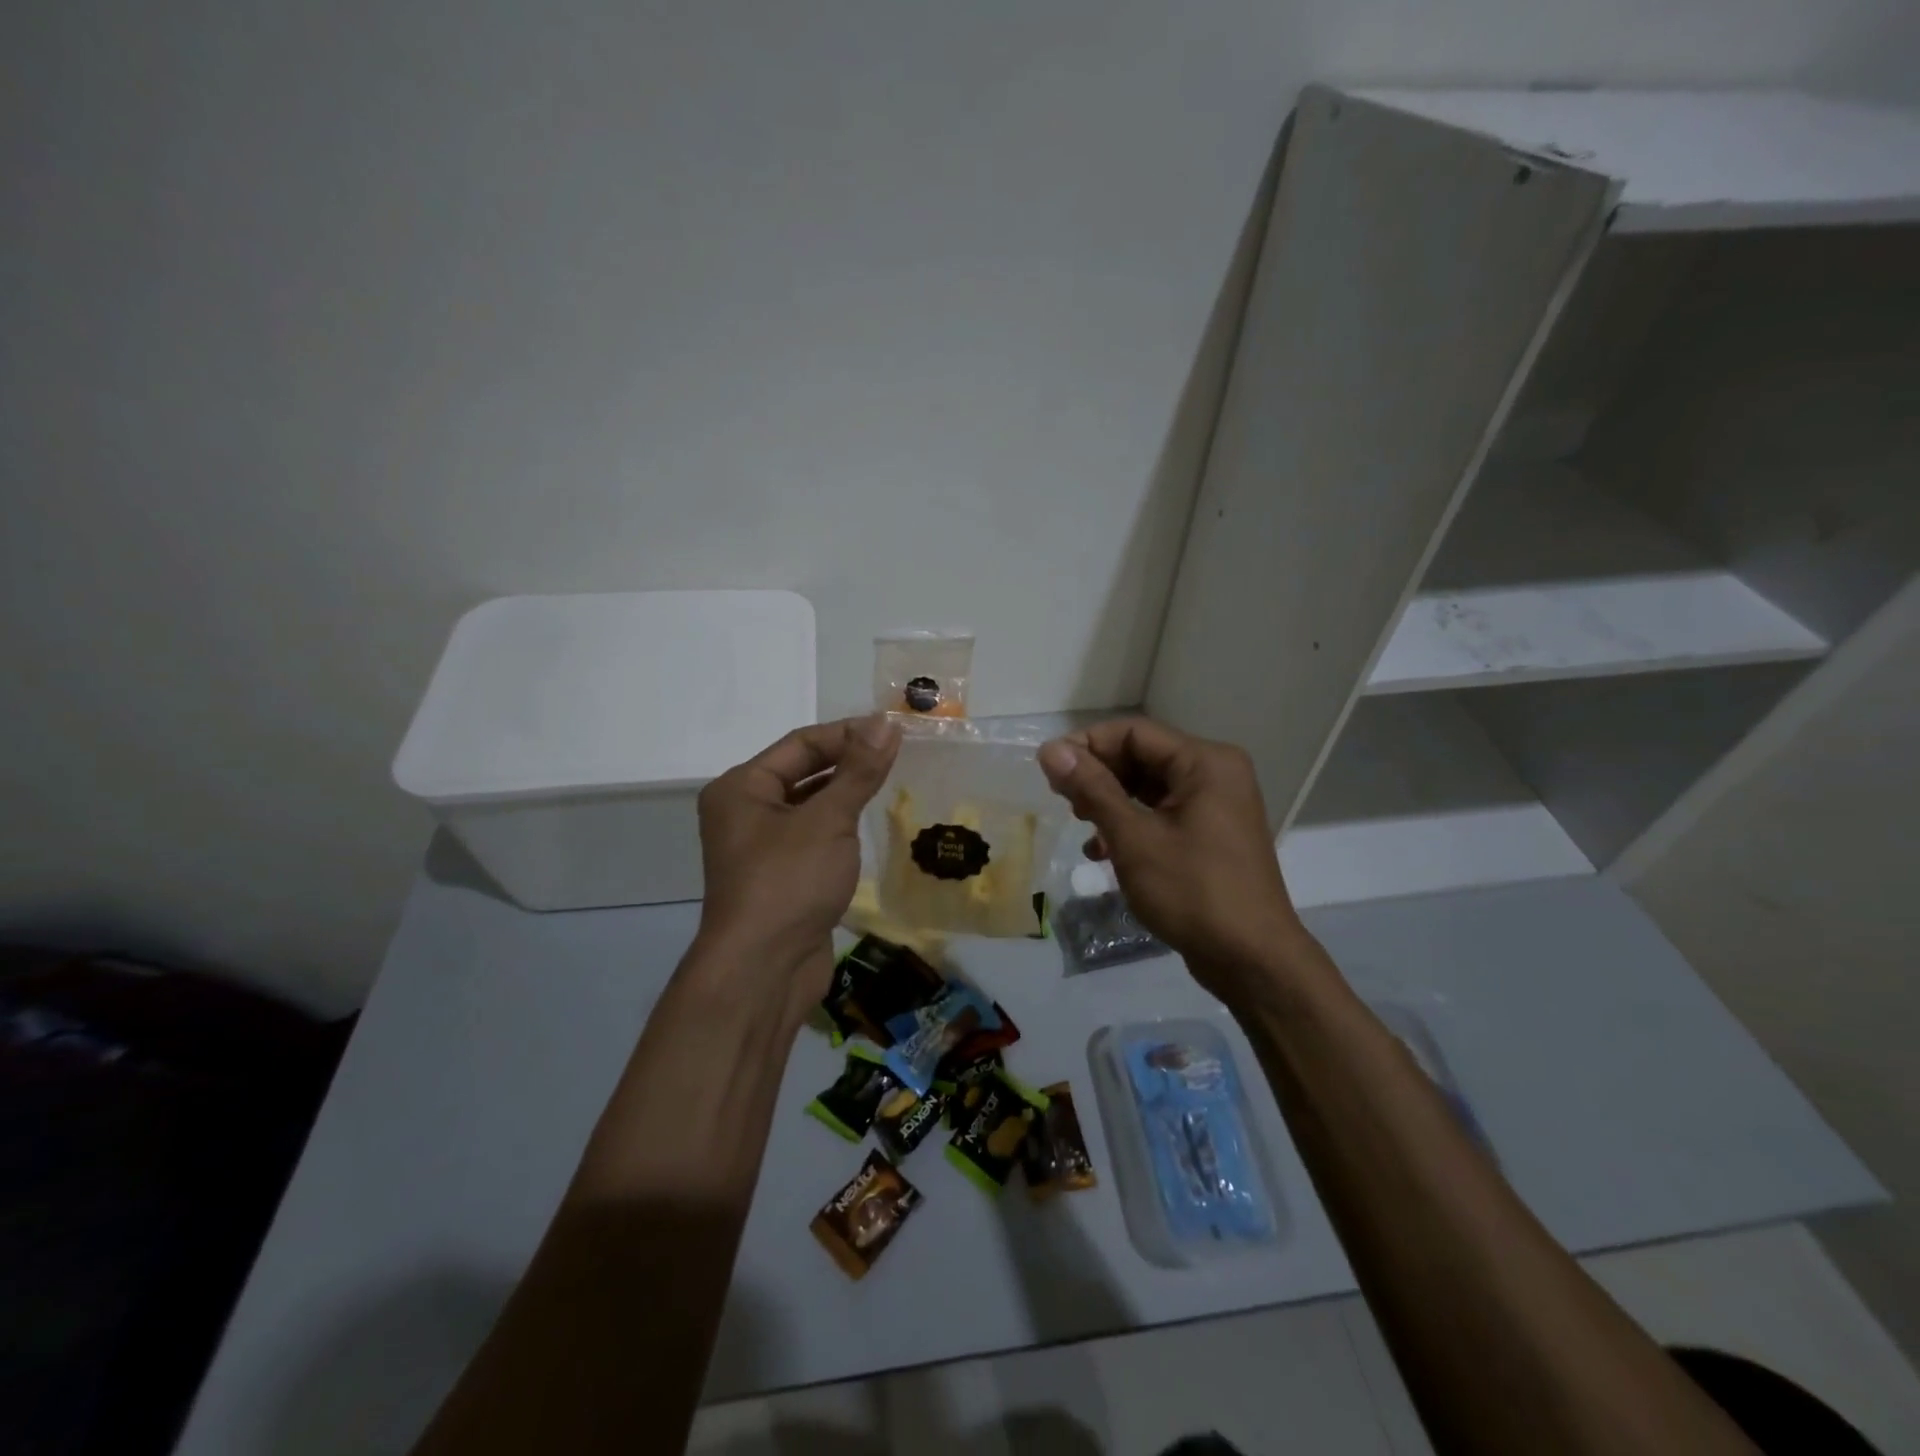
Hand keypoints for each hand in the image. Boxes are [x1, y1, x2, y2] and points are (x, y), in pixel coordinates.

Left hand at [692, 716, 899, 1020]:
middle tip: (899, 753)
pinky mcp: (781, 877)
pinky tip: (871, 824)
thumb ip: (859, 771)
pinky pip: (814, 837)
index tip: (894, 730)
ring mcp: (762, 847)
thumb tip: (886, 723)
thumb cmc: (789, 882)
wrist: (764, 971)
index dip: (848, 734)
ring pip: (810, 806)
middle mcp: (745, 812)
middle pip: (803, 772)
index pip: (801, 744)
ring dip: (847, 794)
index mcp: (742, 788)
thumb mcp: (828, 820)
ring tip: (893, 782)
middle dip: (849, 762)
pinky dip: (841, 827)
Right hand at [1038, 717, 1309, 1001]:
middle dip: (1098, 775)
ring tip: (1080, 824)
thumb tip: (1050, 749)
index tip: (1049, 771)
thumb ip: (1092, 788)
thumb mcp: (1134, 838)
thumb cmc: (1192, 891)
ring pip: (1149, 787)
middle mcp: (1215, 773)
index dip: (1087, 745)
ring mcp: (1216, 805)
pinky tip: (1102, 851)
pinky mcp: (1210, 834)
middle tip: (1061, 800)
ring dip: (1110, 802)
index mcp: (1205, 762)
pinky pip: (1162, 813)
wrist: (1251, 960)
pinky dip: (1131, 825)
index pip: (1133, 732)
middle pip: (1142, 756)